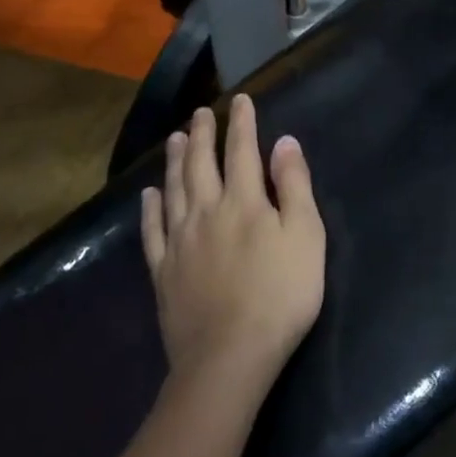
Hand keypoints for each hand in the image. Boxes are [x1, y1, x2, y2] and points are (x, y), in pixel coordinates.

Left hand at [140, 95, 325, 389]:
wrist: (230, 356)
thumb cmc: (280, 295)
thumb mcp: (306, 237)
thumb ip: (295, 186)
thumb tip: (284, 142)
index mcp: (243, 201)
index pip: (241, 151)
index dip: (241, 123)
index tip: (240, 100)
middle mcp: (206, 211)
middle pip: (201, 164)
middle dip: (203, 134)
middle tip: (200, 112)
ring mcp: (179, 241)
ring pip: (174, 189)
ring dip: (175, 160)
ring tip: (175, 138)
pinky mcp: (163, 271)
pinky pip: (152, 230)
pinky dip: (150, 208)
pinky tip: (149, 194)